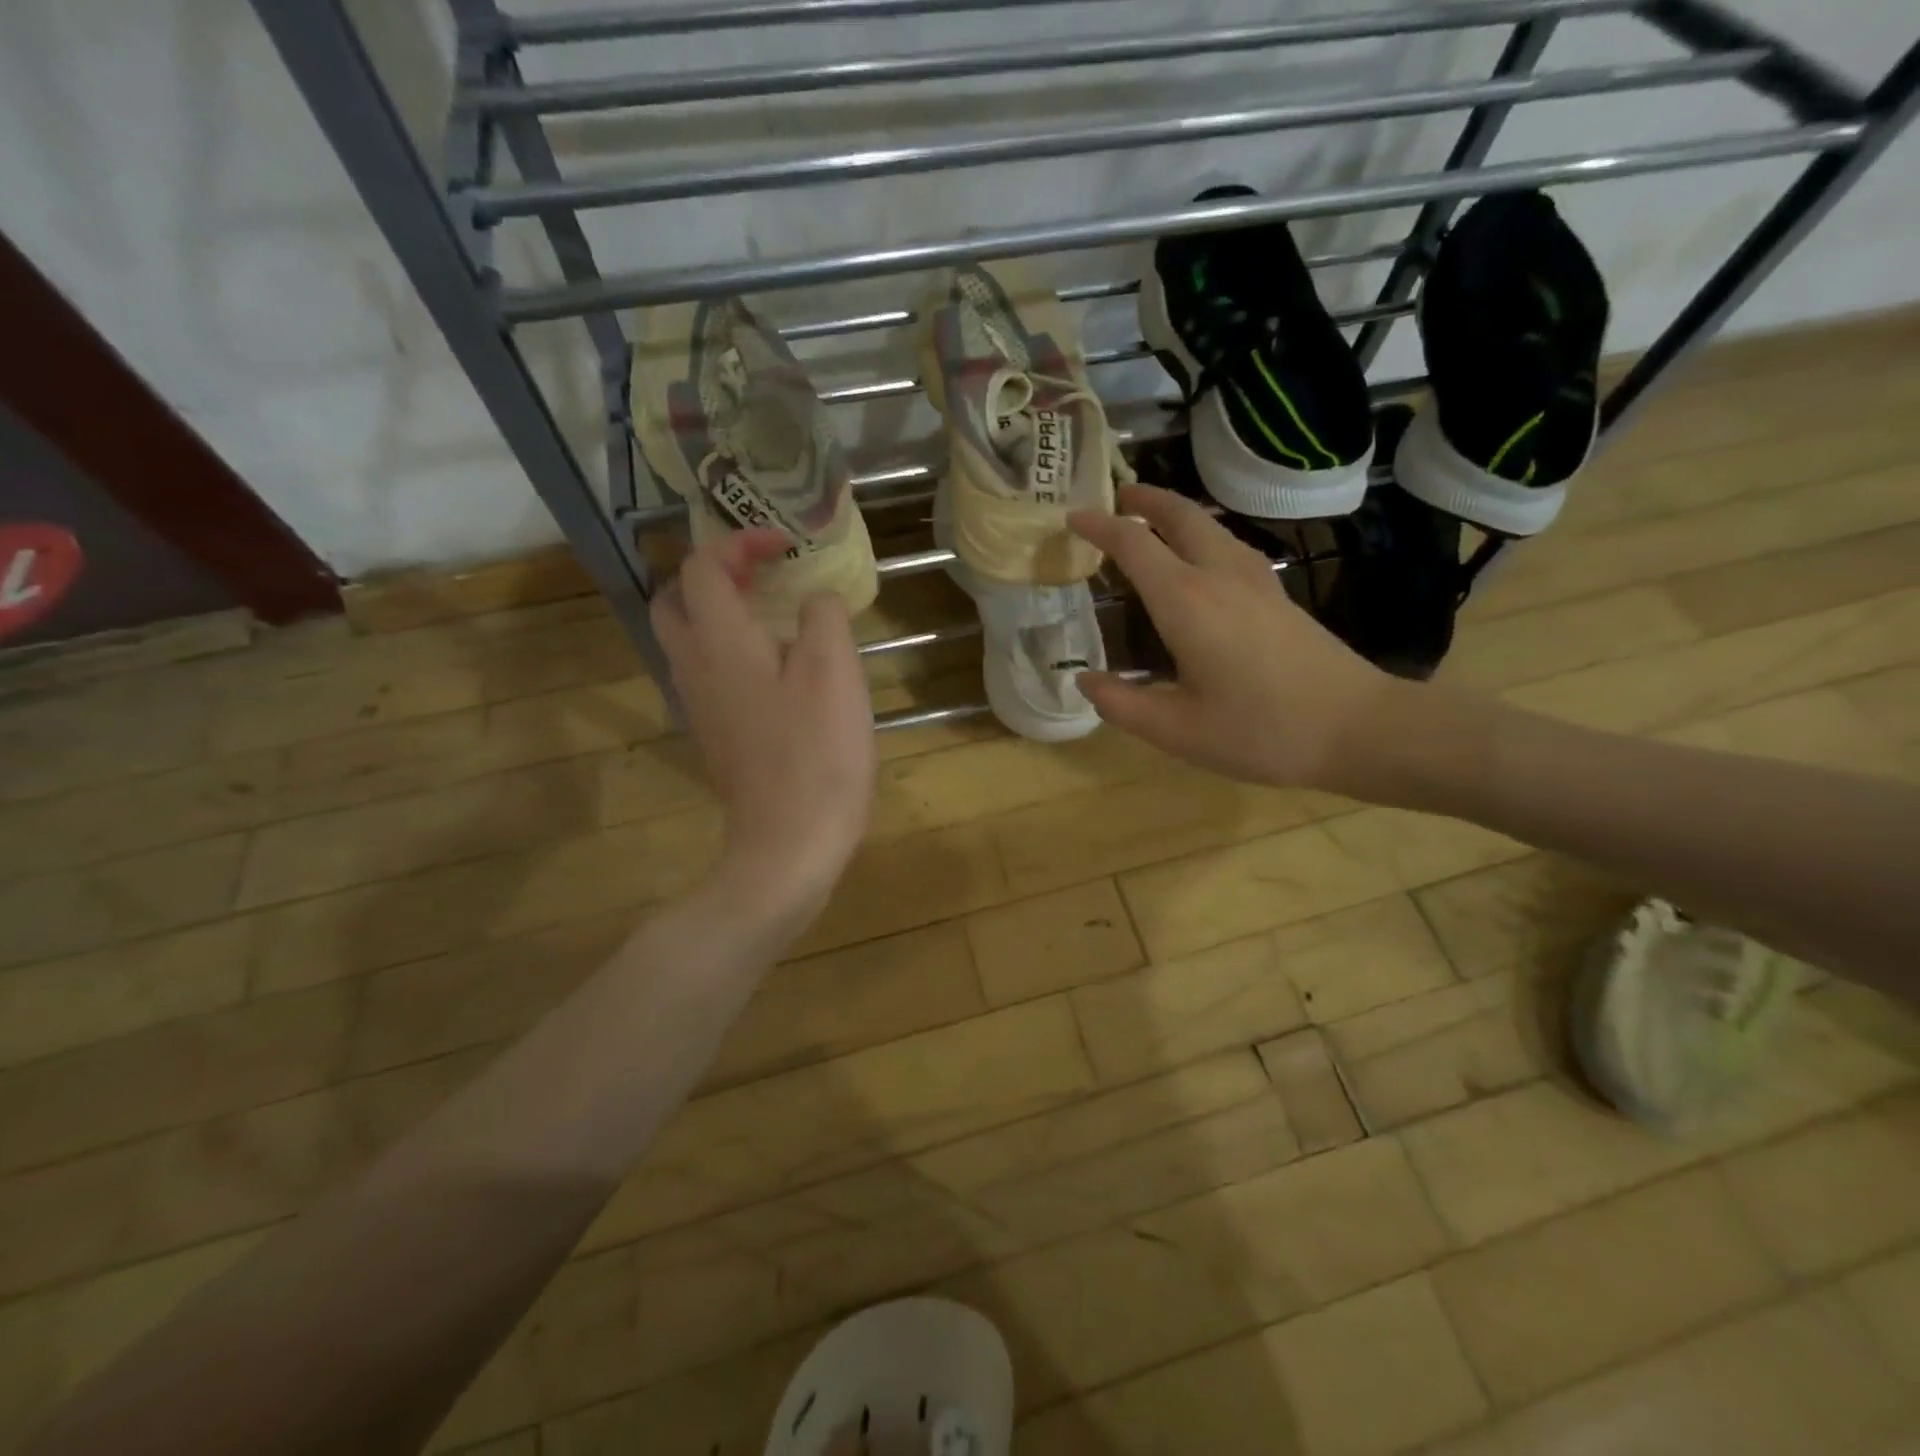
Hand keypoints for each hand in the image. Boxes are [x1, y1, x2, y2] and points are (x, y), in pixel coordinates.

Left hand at [653, 531, 875, 917]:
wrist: (789, 840)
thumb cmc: (817, 752)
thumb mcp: (835, 671)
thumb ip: (823, 617)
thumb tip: (815, 601)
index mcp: (720, 641)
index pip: (704, 566)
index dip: (740, 541)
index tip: (786, 543)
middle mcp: (693, 665)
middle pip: (674, 599)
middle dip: (711, 572)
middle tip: (760, 573)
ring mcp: (697, 703)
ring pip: (684, 636)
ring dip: (716, 609)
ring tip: (769, 610)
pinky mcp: (712, 731)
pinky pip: (703, 669)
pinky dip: (725, 646)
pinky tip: (771, 664)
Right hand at [1067, 484, 1401, 791]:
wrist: (1358, 728)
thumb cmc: (1261, 731)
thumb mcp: (1178, 731)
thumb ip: (1122, 704)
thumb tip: (1084, 680)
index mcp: (1186, 601)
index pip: (1134, 544)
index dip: (1099, 526)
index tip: (1072, 518)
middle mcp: (1219, 576)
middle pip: (1179, 515)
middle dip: (1144, 499)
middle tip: (1116, 498)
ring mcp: (1256, 580)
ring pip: (1210, 526)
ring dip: (1175, 514)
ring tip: (1150, 523)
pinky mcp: (1278, 594)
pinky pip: (1229, 545)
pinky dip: (1201, 536)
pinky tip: (1201, 560)